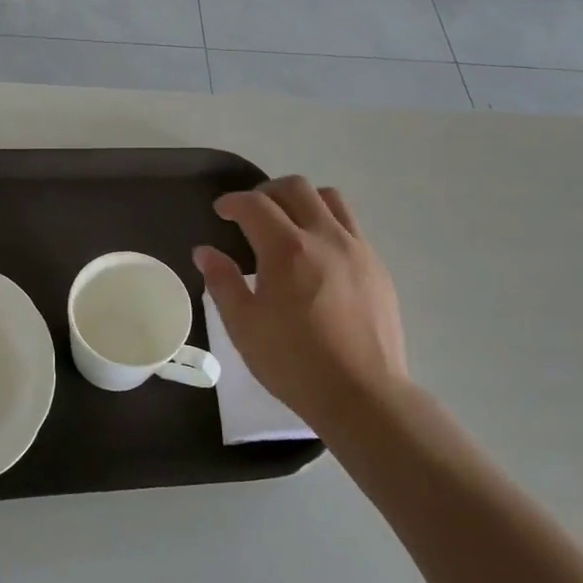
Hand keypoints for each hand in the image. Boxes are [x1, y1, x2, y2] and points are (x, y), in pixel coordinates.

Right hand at [194, 176, 411, 425]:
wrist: (363, 395)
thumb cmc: (293, 362)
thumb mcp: (244, 326)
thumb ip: (222, 282)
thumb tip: (205, 251)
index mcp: (287, 249)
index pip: (255, 204)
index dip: (233, 202)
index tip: (222, 211)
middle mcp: (325, 237)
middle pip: (295, 188)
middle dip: (267, 191)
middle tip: (252, 212)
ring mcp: (357, 249)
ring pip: (330, 198)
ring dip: (303, 200)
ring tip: (289, 223)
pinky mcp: (377, 267)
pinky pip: (351, 226)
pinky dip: (328, 223)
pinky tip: (318, 254)